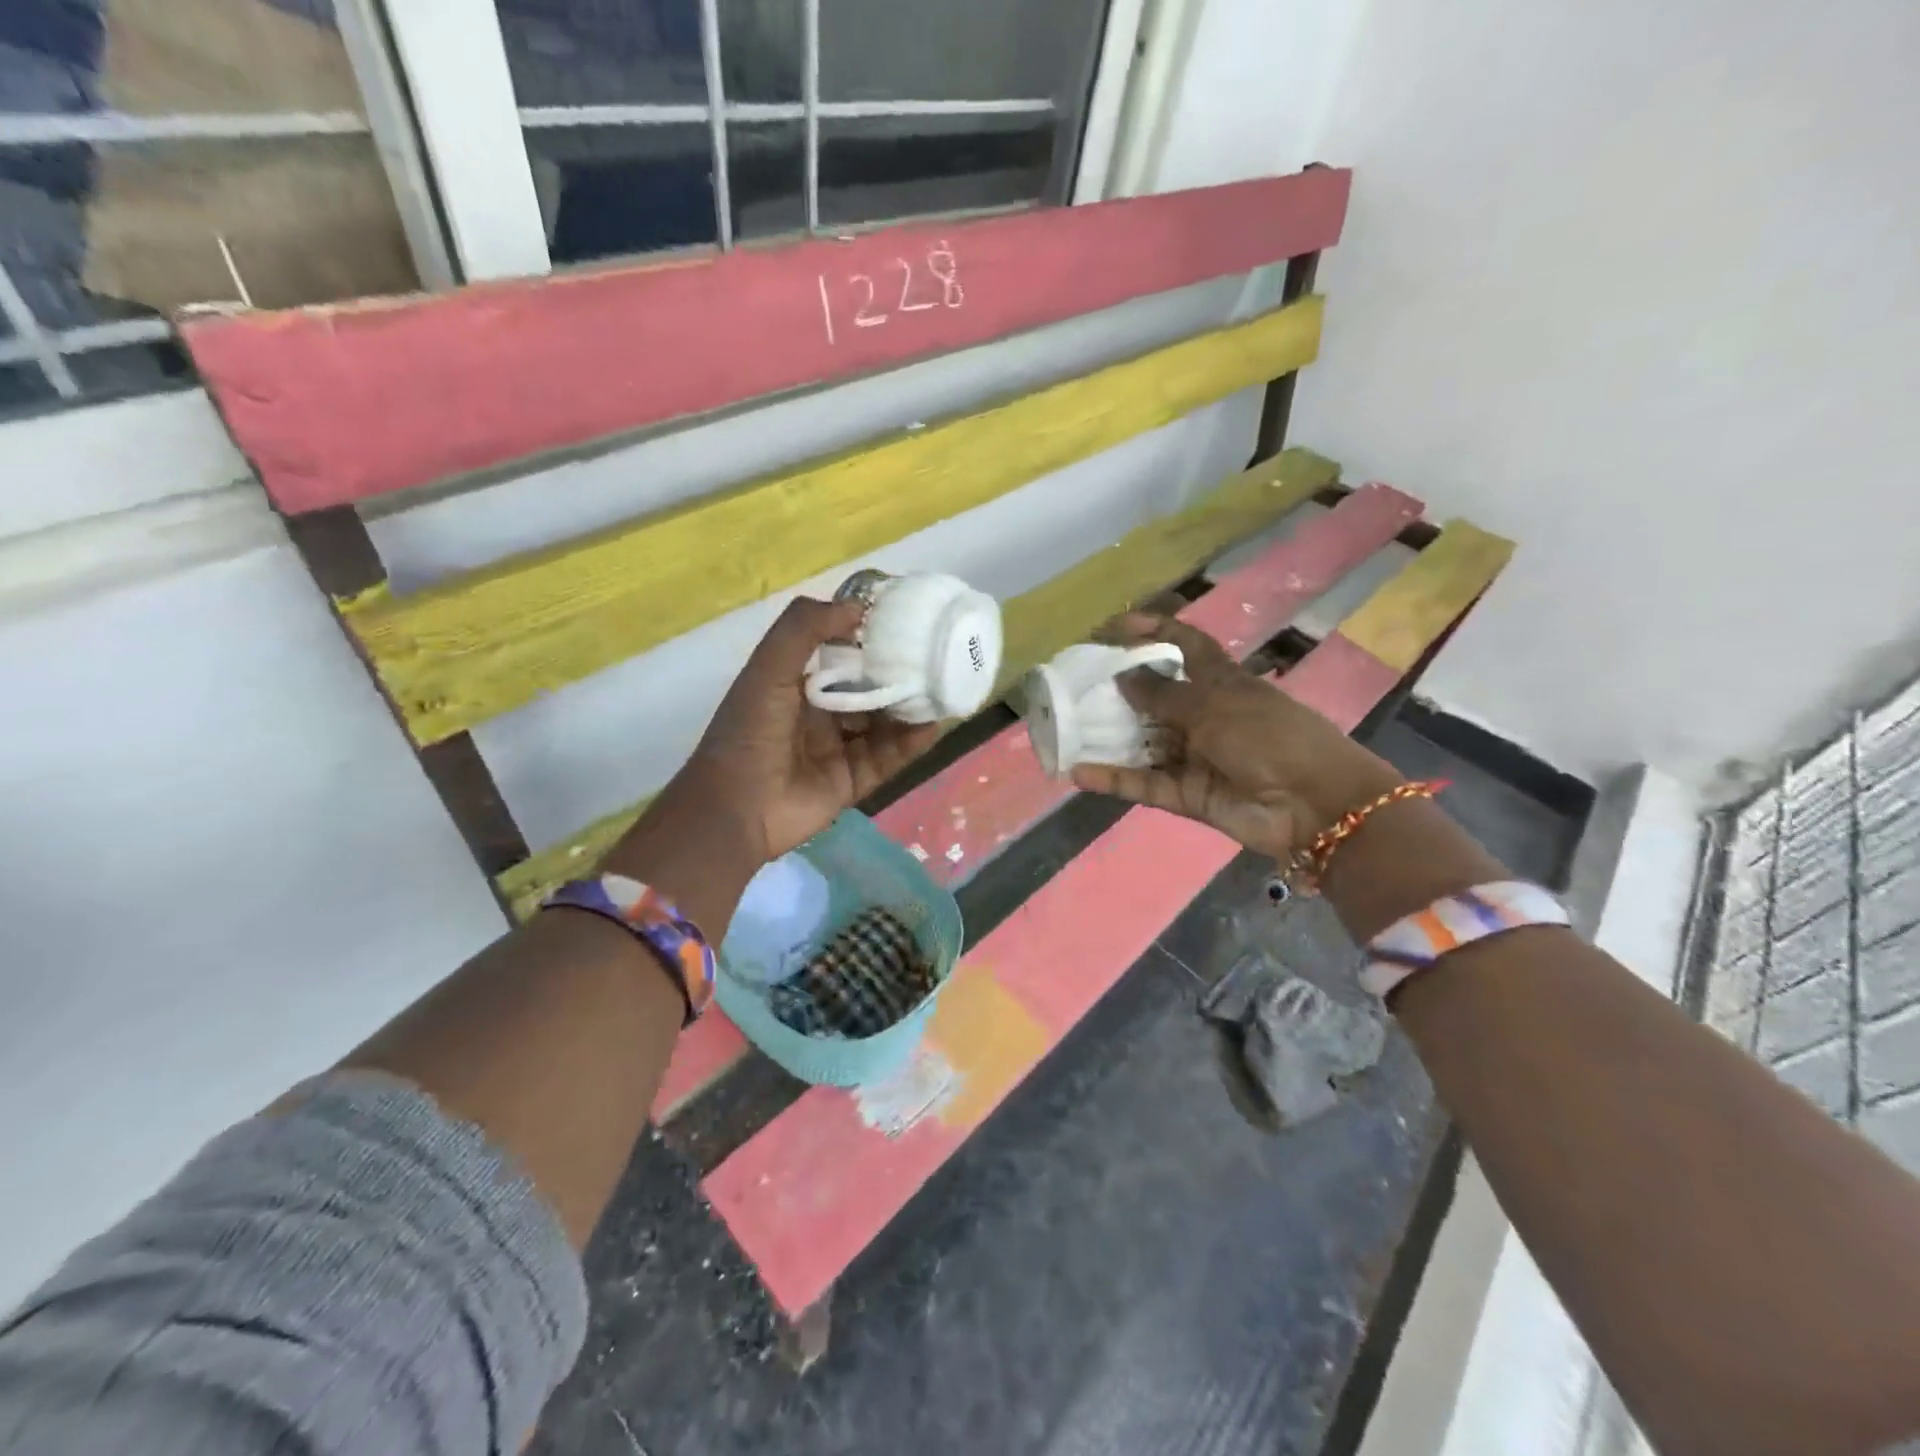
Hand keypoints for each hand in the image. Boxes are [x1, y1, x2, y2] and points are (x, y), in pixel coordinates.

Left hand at [670, 597, 941, 862]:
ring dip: (909, 709)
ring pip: (882, 725)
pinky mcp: (852, 782)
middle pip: (867, 691)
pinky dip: (910, 744)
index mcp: (795, 687)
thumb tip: (856, 606)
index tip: (903, 623)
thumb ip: (804, 628)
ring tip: (942, 690)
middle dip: (897, 676)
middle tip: (933, 658)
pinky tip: (931, 726)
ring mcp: (837, 751)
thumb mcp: (768, 668)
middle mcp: (818, 716)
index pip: (839, 657)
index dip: (868, 640)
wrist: (736, 807)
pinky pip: (887, 759)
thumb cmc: (750, 731)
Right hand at [1068, 615, 1399, 861]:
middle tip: (1074, 683)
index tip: (1116, 625)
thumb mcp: (1214, 705)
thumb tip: (1123, 675)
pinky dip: (1114, 779)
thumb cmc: (1268, 736)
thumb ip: (1164, 693)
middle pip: (1154, 697)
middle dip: (1117, 689)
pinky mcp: (1186, 794)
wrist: (1313, 804)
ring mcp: (1194, 756)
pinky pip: (1144, 783)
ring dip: (1107, 737)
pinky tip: (1078, 772)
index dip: (1155, 631)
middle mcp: (1204, 715)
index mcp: (1221, 682)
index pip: (1185, 645)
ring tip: (1064, 727)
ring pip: (1142, 743)